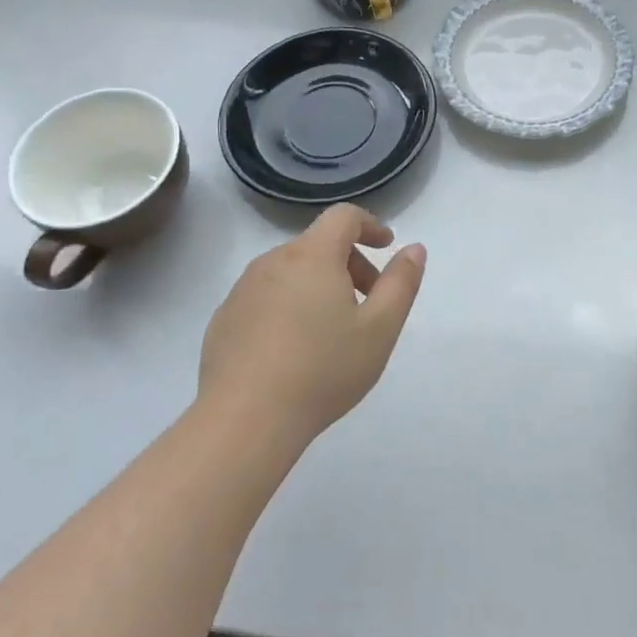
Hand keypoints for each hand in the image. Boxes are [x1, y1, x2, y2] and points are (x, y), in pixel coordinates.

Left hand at [199, 205, 426, 446]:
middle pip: (318, 244)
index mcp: (313, 256)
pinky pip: (265, 297)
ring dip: (318, 285)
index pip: (343, 216)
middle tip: (368, 302)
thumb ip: (401, 283)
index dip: (370, 225)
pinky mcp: (224, 319)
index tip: (386, 247)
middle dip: (349, 263)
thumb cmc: (323, 369)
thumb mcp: (380, 328)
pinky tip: (294, 350)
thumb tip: (413, 249)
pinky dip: (288, 306)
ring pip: (290, 271)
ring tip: (332, 331)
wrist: (245, 420)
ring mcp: (242, 290)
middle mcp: (272, 261)